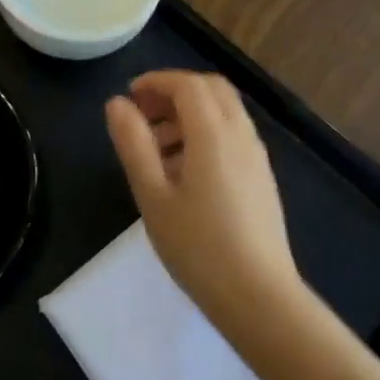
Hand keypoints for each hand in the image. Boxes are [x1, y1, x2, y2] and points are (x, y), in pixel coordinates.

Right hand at [105, 71, 301, 334]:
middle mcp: (241, 134)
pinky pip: (233, 134)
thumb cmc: (197, 247)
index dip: (156, 81)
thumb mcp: (153, 195)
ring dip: (190, 113)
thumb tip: (117, 103)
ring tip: (156, 149)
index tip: (129, 97)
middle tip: (143, 115)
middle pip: (211, 89)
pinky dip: (206, 132)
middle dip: (175, 91)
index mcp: (214, 134)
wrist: (259, 297)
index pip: (188, 84)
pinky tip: (184, 172)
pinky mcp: (262, 177)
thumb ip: (133, 143)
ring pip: (224, 111)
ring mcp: (256, 156)